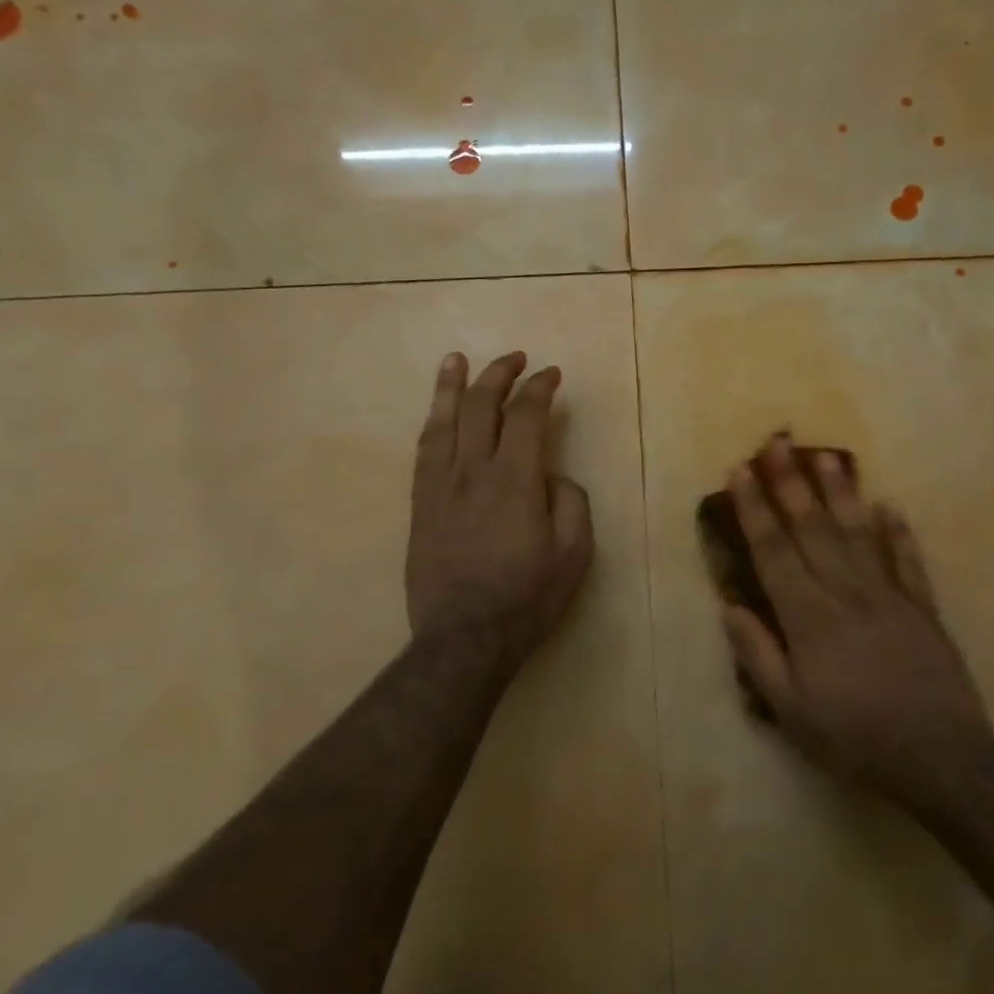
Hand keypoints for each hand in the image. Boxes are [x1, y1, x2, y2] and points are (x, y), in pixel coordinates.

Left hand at [406, 351, 593, 667]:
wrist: (464, 636)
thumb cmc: (527, 597)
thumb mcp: (574, 553)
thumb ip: (570, 502)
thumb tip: (552, 476)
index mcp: (515, 479)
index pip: (527, 415)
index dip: (540, 388)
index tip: (551, 375)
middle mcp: (473, 470)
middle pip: (482, 406)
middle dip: (499, 374)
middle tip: (515, 358)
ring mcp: (440, 486)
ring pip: (444, 421)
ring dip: (452, 385)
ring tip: (456, 359)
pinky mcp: (420, 505)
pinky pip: (423, 451)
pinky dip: (432, 423)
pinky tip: (436, 413)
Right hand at [724, 435, 993, 806]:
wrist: (938, 758)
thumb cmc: (853, 737)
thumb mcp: (790, 710)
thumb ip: (758, 654)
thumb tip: (731, 606)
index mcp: (808, 616)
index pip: (773, 550)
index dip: (754, 508)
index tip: (741, 471)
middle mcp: (845, 592)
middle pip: (812, 528)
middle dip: (790, 482)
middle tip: (777, 441)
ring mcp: (888, 596)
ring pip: (858, 533)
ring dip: (841, 492)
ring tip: (826, 455)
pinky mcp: (923, 609)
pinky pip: (908, 561)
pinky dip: (899, 532)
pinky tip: (890, 505)